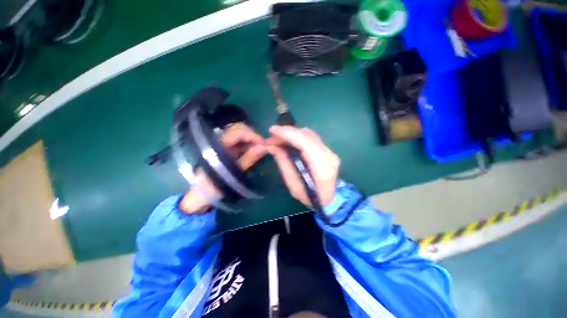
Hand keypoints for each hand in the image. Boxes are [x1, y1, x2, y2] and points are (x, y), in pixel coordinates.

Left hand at [179, 123, 266, 213]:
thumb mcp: (234, 173)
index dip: (254, 135)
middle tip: (263, 145)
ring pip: (238, 133)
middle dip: (252, 134)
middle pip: (238, 128)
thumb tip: (264, 148)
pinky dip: (246, 143)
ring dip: (250, 138)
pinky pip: (237, 141)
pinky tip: (252, 150)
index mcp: (219, 145)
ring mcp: (221, 144)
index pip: (238, 132)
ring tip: (259, 147)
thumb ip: (249, 158)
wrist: (200, 195)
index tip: (265, 144)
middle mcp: (219, 140)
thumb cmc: (215, 185)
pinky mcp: (224, 149)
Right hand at [267, 126, 339, 206]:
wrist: (329, 199)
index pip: (305, 143)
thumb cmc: (309, 197)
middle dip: (287, 132)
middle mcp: (329, 156)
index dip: (288, 133)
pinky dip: (298, 136)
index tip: (271, 130)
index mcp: (322, 168)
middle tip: (272, 136)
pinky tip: (289, 139)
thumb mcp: (292, 185)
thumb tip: (272, 146)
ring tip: (278, 137)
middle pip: (307, 135)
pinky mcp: (328, 150)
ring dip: (292, 133)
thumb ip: (283, 163)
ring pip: (309, 134)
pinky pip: (312, 137)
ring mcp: (330, 151)